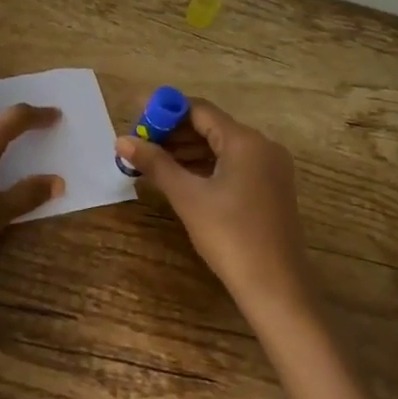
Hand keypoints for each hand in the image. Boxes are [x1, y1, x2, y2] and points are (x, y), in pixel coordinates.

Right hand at [116, 99, 314, 318]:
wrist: (276, 288)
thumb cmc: (230, 236)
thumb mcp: (187, 197)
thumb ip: (155, 164)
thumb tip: (122, 140)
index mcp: (245, 141)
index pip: (200, 110)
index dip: (166, 112)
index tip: (137, 120)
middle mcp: (262, 147)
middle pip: (211, 127)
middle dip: (174, 134)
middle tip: (140, 145)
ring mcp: (270, 169)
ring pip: (222, 148)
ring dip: (187, 152)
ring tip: (152, 163)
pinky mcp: (270, 189)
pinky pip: (233, 166)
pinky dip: (206, 167)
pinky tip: (180, 179)